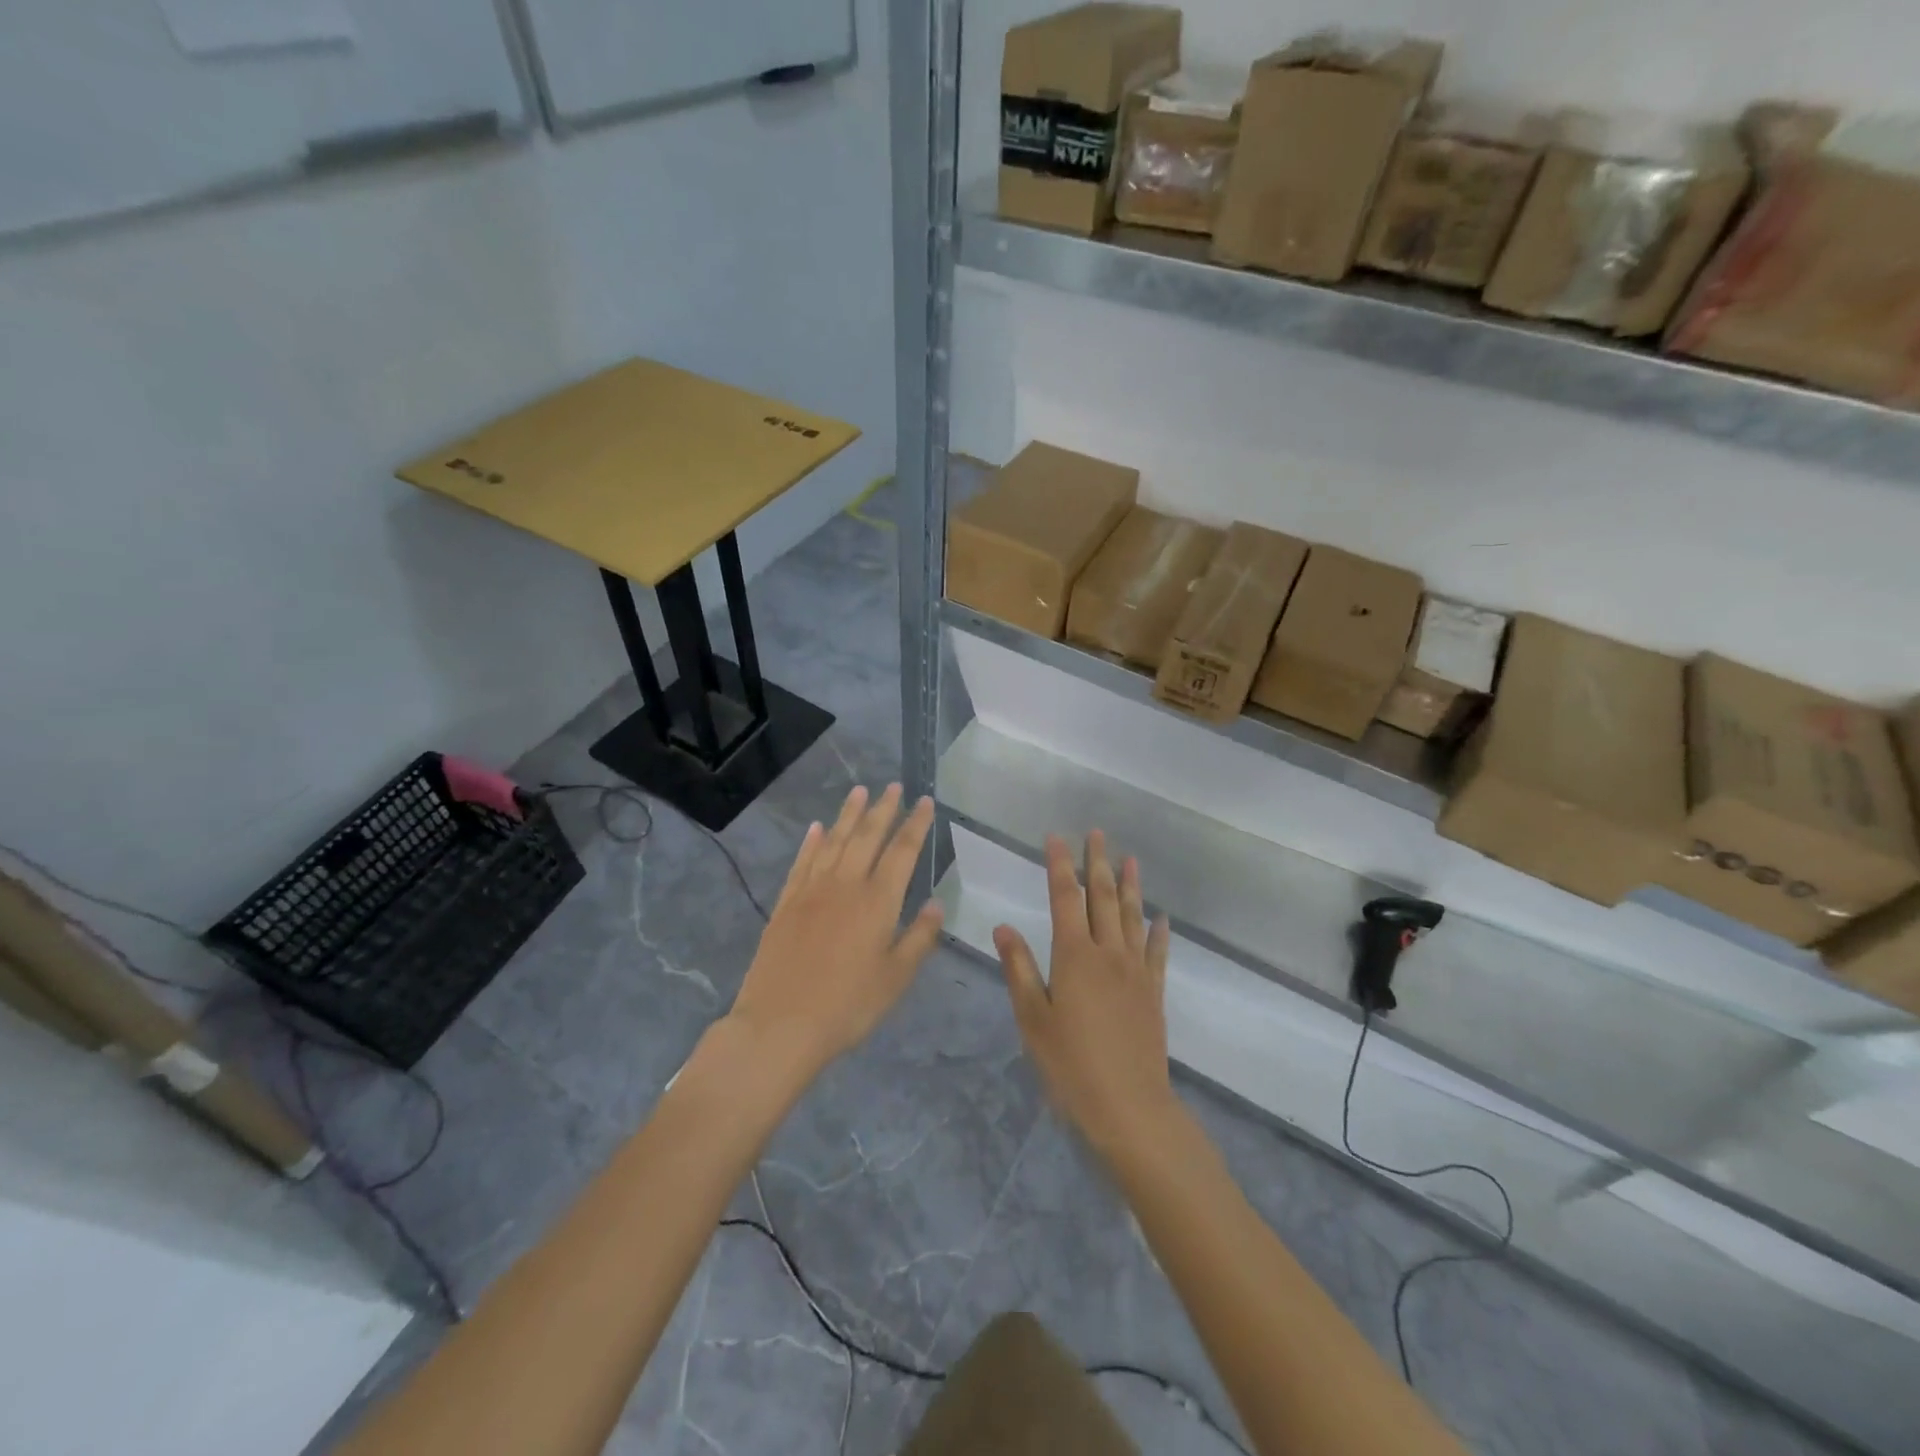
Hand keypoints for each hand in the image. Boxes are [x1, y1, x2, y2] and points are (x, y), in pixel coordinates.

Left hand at [727, 784, 942, 1077]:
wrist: (780, 1025)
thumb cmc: (847, 1006)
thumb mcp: (896, 979)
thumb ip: (919, 939)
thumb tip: (936, 904)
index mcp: (878, 902)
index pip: (902, 852)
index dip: (915, 824)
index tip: (925, 801)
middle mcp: (845, 885)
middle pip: (867, 837)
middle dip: (883, 809)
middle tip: (893, 786)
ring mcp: (812, 891)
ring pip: (834, 841)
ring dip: (848, 814)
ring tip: (859, 791)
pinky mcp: (786, 903)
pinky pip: (802, 862)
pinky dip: (812, 842)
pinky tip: (818, 828)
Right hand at [995, 831, 1174, 1158]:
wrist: (1128, 1108)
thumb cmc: (1070, 1065)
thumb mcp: (1032, 1019)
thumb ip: (1019, 968)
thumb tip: (1003, 926)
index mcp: (1074, 956)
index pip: (1065, 897)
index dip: (1059, 865)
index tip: (1056, 837)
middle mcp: (1108, 953)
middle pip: (1102, 897)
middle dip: (1097, 862)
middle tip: (1097, 833)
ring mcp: (1135, 971)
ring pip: (1132, 916)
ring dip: (1130, 885)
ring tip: (1130, 858)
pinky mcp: (1154, 993)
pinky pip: (1157, 952)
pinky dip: (1158, 931)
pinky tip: (1160, 917)